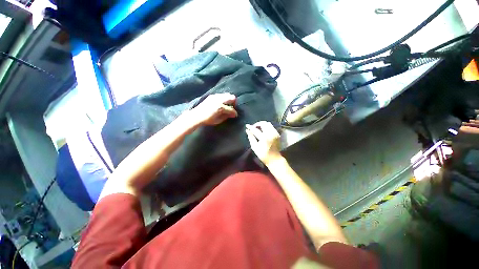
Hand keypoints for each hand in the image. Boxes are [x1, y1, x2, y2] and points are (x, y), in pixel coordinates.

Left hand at [191, 93, 237, 125]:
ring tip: (227, 105)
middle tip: (232, 108)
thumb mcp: (218, 120)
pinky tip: (221, 103)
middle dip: (234, 103)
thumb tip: (232, 115)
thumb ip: (226, 116)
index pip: (231, 109)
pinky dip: (223, 98)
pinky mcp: (212, 96)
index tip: (235, 115)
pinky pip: (221, 95)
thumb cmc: (208, 120)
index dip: (234, 113)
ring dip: (229, 99)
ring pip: (227, 94)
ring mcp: (215, 97)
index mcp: (221, 108)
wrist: (196, 115)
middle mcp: (219, 100)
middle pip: (232, 97)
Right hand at [245, 121, 282, 165]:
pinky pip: (271, 127)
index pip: (256, 130)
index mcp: (264, 138)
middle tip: (253, 127)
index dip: (250, 127)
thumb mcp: (255, 147)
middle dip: (257, 124)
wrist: (275, 159)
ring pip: (268, 124)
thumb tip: (247, 130)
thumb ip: (251, 138)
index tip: (247, 125)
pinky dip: (266, 127)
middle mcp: (270, 134)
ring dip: (262, 124)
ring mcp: (275, 133)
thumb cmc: (263, 155)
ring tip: (258, 128)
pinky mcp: (277, 134)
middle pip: (263, 123)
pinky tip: (263, 130)